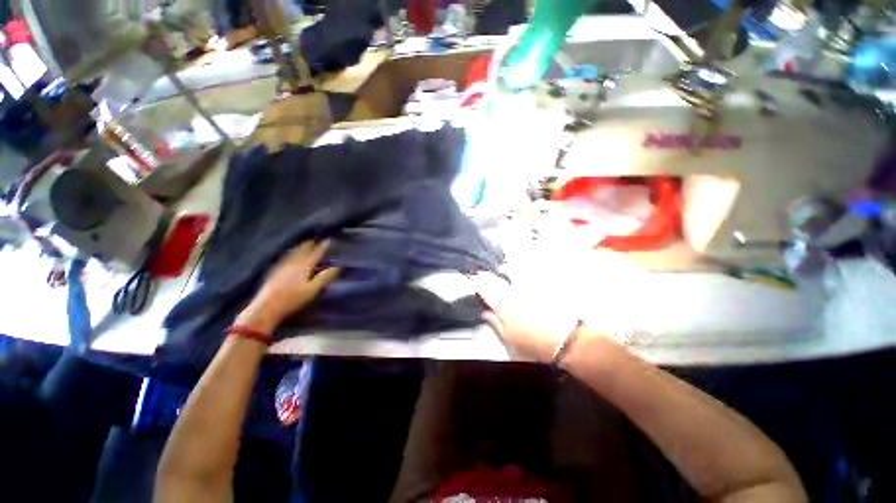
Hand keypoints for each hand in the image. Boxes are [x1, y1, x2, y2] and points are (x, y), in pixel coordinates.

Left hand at [237, 241, 339, 332]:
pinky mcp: (273, 271)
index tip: (328, 240)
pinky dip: (290, 253)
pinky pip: (284, 257)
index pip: (315, 253)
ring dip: (300, 247)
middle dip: (310, 244)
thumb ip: (325, 277)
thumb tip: (338, 266)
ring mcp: (281, 266)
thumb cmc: (293, 298)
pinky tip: (289, 255)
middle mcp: (292, 263)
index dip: (322, 247)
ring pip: (293, 253)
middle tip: (316, 239)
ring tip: (304, 244)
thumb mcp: (313, 289)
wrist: (266, 307)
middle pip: (302, 250)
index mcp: (304, 266)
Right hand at [471, 273, 580, 362]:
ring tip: (500, 267)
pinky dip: (523, 272)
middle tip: (480, 272)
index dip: (478, 286)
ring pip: (513, 276)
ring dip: (504, 270)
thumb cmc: (534, 345)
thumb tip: (485, 314)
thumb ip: (495, 324)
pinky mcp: (542, 290)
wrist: (564, 341)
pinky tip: (522, 271)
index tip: (472, 280)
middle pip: (497, 283)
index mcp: (504, 308)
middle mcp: (514, 296)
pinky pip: (530, 276)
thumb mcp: (508, 340)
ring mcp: (529, 291)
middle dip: (486, 276)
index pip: (487, 294)